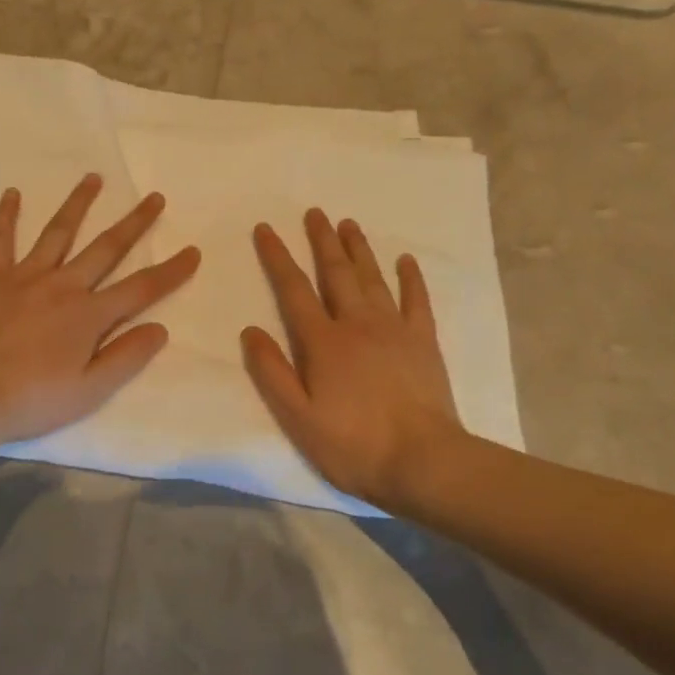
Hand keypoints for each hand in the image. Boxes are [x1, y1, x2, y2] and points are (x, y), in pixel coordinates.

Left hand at [0, 174, 200, 450]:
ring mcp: (27, 276)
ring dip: (78, 203)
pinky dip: (7, 215)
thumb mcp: (90, 390)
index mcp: (89, 314)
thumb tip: (160, 327)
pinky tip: (12, 193)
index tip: (193, 251)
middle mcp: (63, 285)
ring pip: (59, 232)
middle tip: (155, 197)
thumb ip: (126, 356)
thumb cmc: (32, 398)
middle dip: (134, 223)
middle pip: (106, 248)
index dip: (171, 271)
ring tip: (94, 178)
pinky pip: (1, 240)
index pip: (141, 288)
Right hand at [242, 209, 483, 509]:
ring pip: (373, 278)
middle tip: (314, 212)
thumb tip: (250, 330)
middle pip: (336, 272)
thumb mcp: (297, 416)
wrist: (424, 462)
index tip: (266, 228)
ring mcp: (394, 329)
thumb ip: (271, 371)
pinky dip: (411, 278)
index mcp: (323, 341)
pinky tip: (405, 260)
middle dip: (321, 240)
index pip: (293, 289)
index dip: (277, 256)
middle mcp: (356, 323)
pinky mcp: (423, 342)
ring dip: (358, 249)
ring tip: (348, 223)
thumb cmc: (353, 444)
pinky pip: (416, 300)